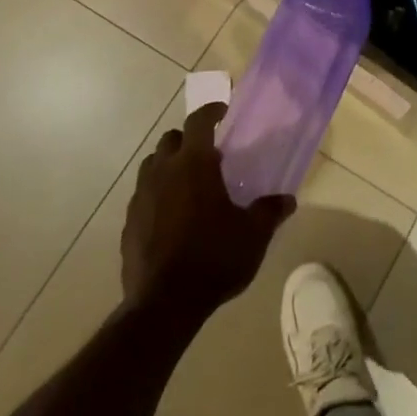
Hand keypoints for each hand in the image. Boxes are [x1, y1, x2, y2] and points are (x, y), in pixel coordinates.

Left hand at [121, 103, 294, 320]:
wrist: (164, 304)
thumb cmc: (214, 257)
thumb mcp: (253, 234)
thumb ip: (270, 211)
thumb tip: (287, 200)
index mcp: (194, 164)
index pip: (198, 122)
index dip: (211, 111)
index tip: (222, 112)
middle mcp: (163, 172)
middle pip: (170, 139)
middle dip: (187, 139)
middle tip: (208, 153)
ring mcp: (141, 198)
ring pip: (152, 166)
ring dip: (169, 165)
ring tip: (189, 184)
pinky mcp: (129, 224)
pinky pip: (143, 197)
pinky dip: (157, 195)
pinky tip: (172, 217)